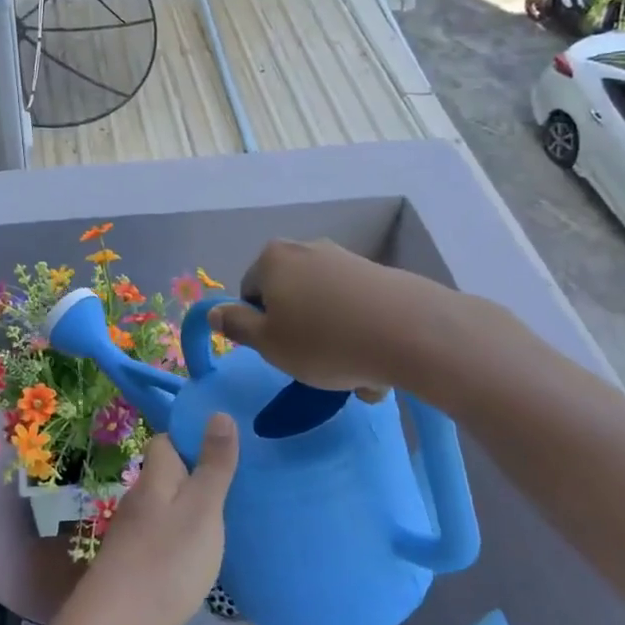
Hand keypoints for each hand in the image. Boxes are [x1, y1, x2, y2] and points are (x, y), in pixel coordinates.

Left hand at [57, 417, 239, 624]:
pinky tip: (199, 557)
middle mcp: (139, 499)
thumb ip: (213, 465)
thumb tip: (219, 412)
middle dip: (195, 475)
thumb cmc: (166, 560)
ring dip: (189, 510)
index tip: (223, 446)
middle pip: (166, 475)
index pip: (165, 441)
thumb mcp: (202, 509)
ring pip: (164, 508)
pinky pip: (161, 538)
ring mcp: (132, 534)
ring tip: (225, 521)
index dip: (190, 438)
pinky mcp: (132, 565)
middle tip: (235, 486)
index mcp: (155, 478)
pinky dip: (180, 540)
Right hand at [209, 239, 487, 402]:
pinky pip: (357, 310)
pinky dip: (360, 335)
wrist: (411, 332)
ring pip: (325, 309)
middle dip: (299, 333)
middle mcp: (306, 249)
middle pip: (290, 298)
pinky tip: (377, 365)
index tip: (281, 352)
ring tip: (354, 376)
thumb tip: (214, 311)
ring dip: (333, 341)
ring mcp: (345, 259)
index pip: (250, 294)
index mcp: (272, 259)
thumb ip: (236, 326)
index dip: (260, 327)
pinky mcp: (380, 275)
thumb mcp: (268, 343)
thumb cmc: (324, 341)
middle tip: (314, 366)